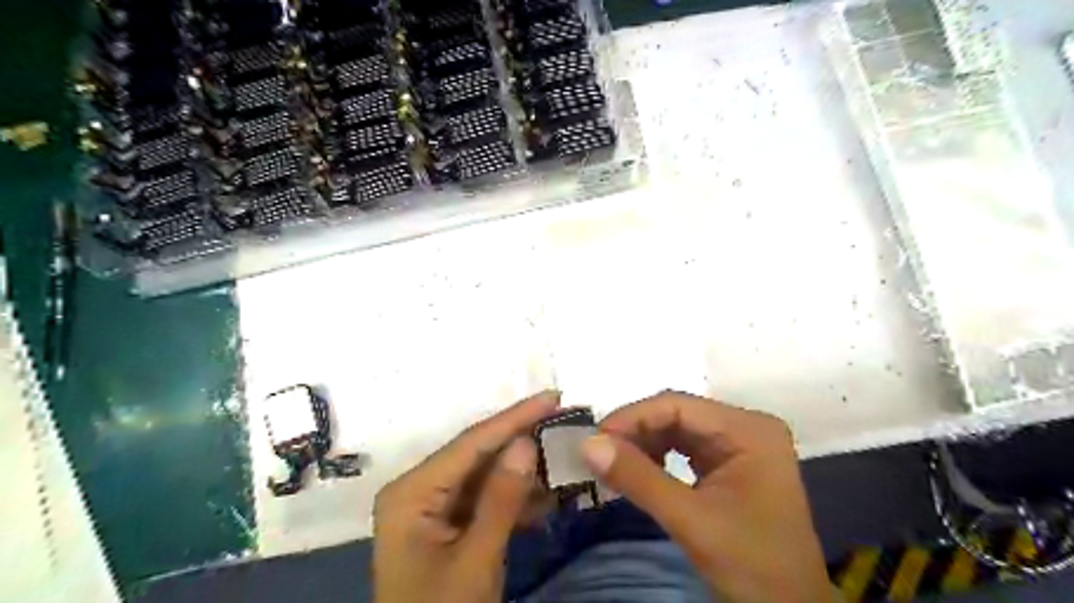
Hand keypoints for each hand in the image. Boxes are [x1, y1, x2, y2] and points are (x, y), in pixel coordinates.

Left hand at [374, 392, 563, 602]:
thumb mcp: (475, 560)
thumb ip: (501, 499)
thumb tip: (527, 442)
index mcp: (412, 490)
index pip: (471, 443)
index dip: (515, 417)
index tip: (552, 396)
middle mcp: (419, 488)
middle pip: (478, 454)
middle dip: (522, 438)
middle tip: (564, 418)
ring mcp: (433, 506)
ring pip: (486, 475)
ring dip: (524, 469)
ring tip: (564, 451)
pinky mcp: (448, 523)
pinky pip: (486, 499)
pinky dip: (516, 497)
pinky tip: (548, 492)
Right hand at [585, 392, 824, 602]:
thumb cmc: (752, 566)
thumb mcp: (692, 521)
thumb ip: (638, 479)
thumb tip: (587, 444)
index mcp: (748, 429)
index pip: (678, 405)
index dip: (632, 418)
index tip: (594, 440)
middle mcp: (745, 427)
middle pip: (677, 415)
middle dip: (636, 433)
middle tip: (598, 453)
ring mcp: (739, 445)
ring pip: (677, 430)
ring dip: (643, 445)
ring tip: (613, 463)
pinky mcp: (730, 464)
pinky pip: (685, 448)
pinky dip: (657, 458)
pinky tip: (638, 471)